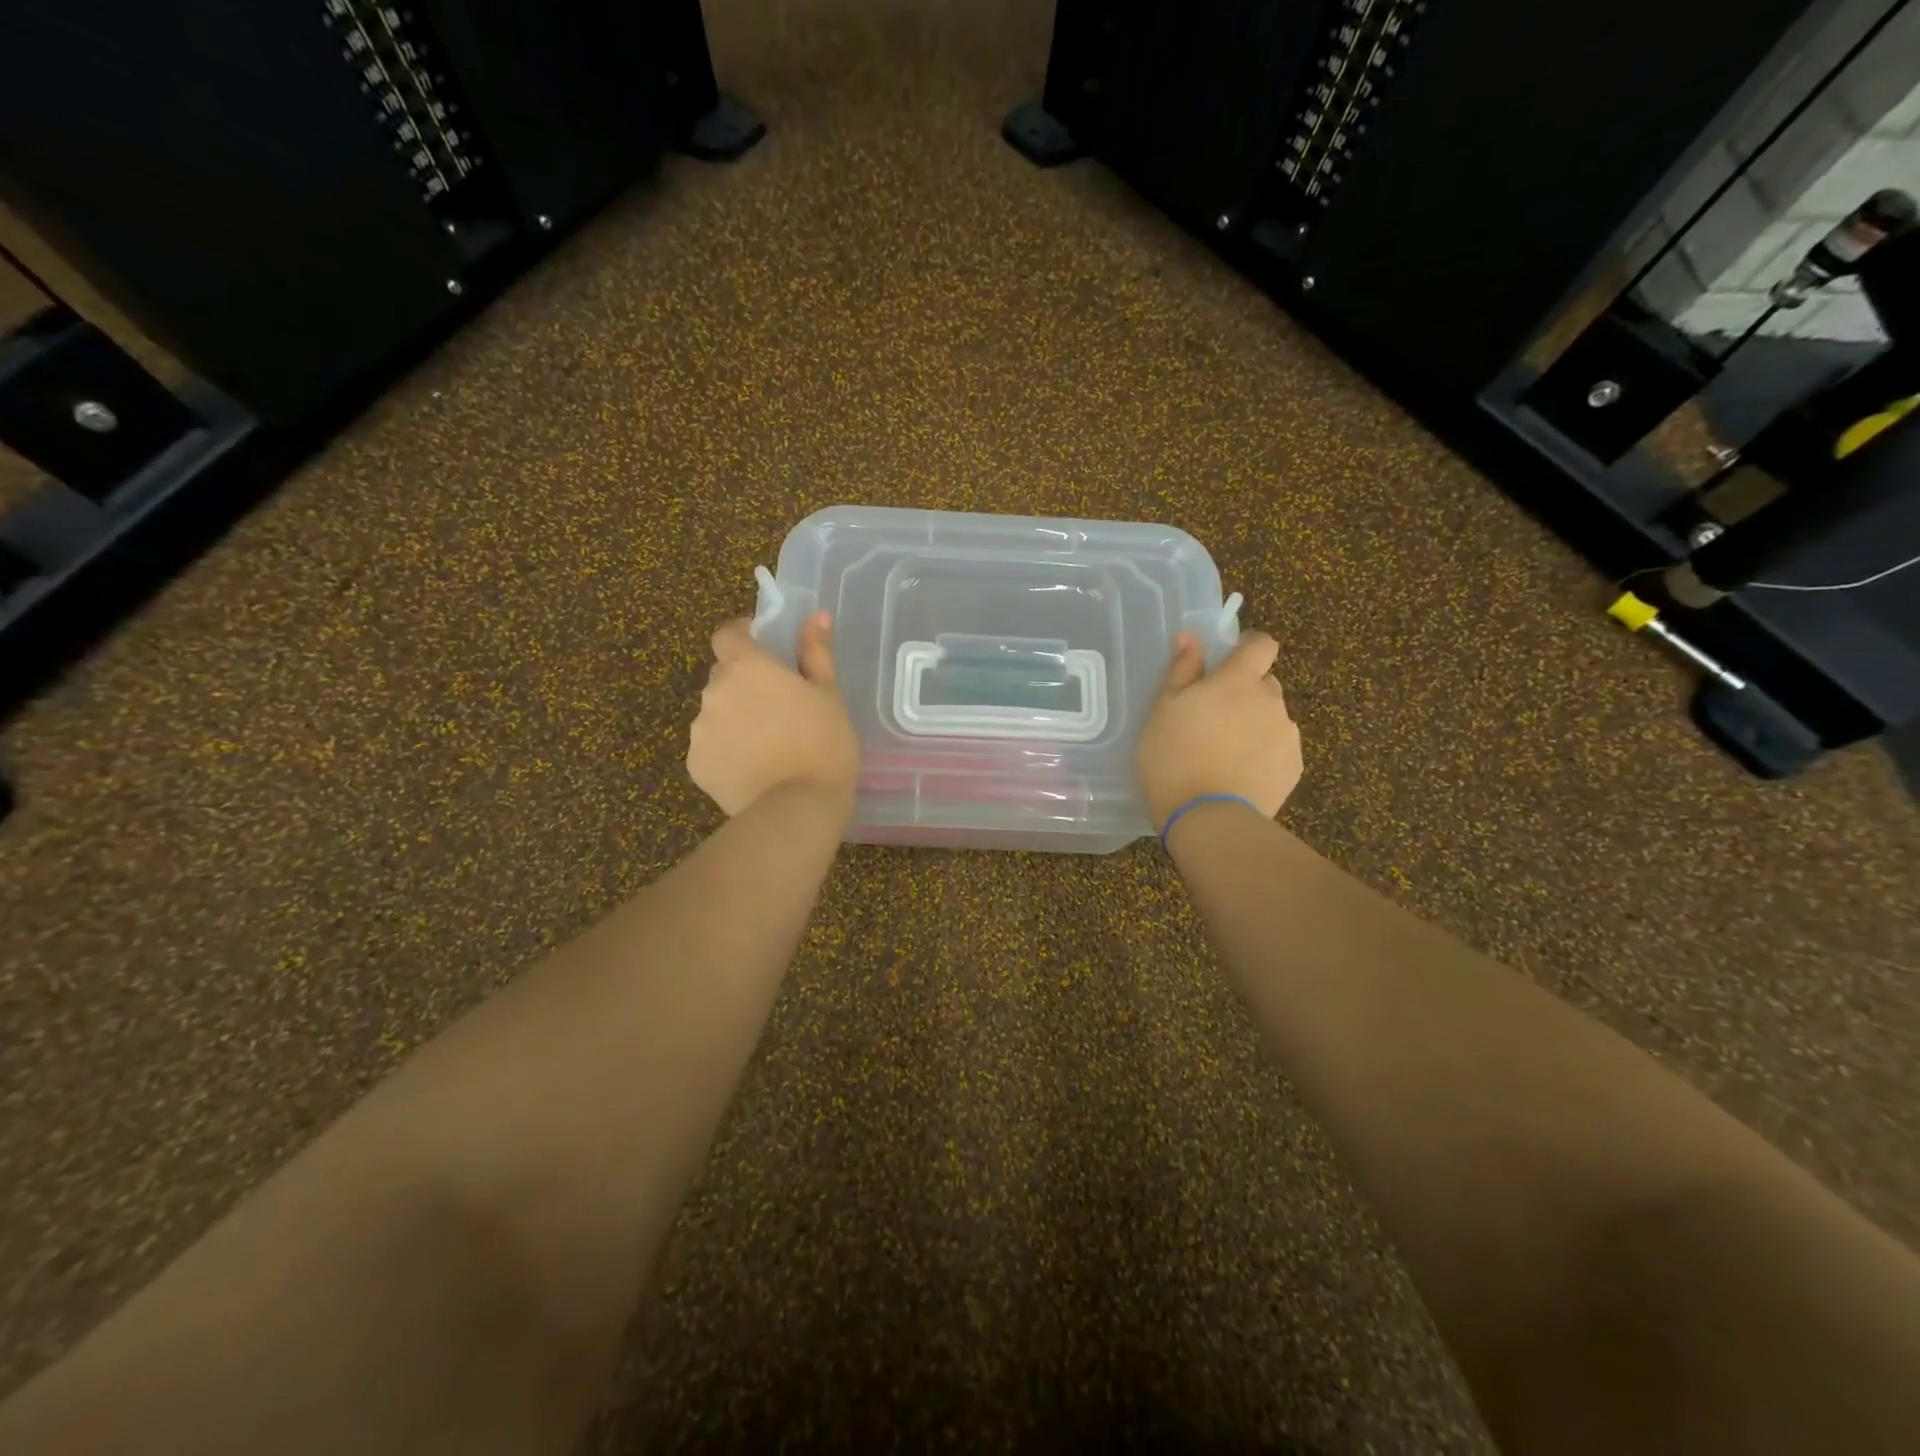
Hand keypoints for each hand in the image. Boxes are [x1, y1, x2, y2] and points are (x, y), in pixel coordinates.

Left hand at [689, 613, 861, 816]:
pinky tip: (755, 769)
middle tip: (778, 706)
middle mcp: (715, 691)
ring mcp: (700, 730)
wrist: (797, 809)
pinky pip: (710, 748)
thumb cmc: (823, 744)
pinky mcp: (696, 765)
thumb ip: (816, 652)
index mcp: (747, 667)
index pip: (727, 634)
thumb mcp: (829, 695)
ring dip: (735, 719)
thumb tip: (817, 616)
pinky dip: (727, 751)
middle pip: (723, 675)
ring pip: (716, 713)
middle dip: (744, 683)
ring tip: (768, 745)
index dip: (741, 636)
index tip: (763, 648)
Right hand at [1136, 630, 1301, 830]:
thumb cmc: (1174, 756)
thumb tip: (1190, 638)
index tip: (1230, 661)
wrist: (1207, 818)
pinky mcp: (1294, 767)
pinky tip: (1238, 775)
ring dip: (1254, 725)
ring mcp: (1287, 735)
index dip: (1249, 648)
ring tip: (1224, 754)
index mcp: (1239, 680)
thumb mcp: (1163, 709)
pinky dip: (1262, 754)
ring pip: (1272, 718)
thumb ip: (1182, 670)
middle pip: (1265, 683)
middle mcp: (1271, 700)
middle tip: (1214, 718)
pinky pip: (1278, 749)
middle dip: (1245, 693)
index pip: (1262, 644)